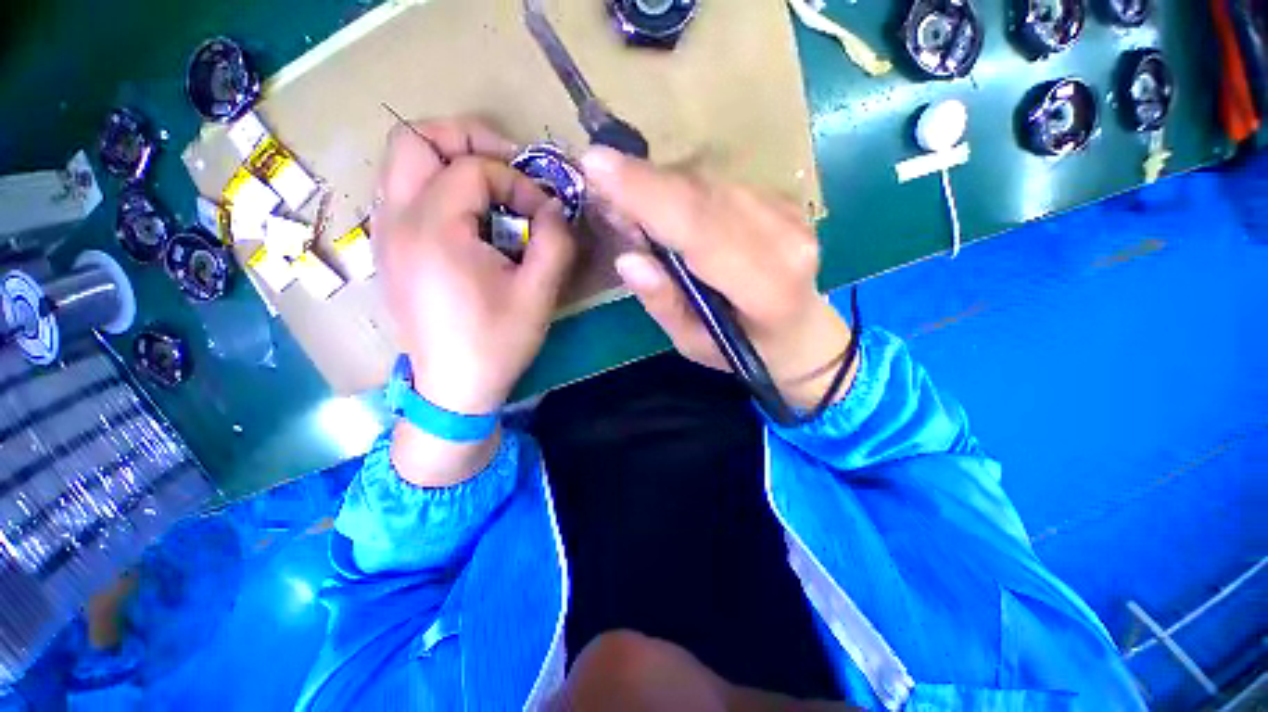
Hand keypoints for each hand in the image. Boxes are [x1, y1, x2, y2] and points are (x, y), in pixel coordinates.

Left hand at [376, 118, 575, 484]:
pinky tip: (468, 220)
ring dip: (449, 161)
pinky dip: (437, 187)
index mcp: (434, 230)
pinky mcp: (388, 250)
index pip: (473, 168)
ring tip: (491, 190)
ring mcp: (385, 234)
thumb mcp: (539, 294)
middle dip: (467, 140)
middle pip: (414, 139)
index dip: (517, 182)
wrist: (454, 388)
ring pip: (402, 162)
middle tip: (508, 167)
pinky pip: (403, 192)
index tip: (544, 215)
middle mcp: (396, 220)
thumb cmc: (497, 343)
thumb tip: (554, 208)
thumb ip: (555, 241)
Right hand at [581, 147, 854, 410]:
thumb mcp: (694, 344)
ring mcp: (789, 212)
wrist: (800, 332)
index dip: (647, 194)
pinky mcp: (783, 200)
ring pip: (708, 183)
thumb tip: (629, 259)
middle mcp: (784, 238)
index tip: (596, 165)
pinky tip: (663, 204)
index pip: (701, 226)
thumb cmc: (743, 349)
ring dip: (660, 185)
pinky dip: (682, 189)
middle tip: (599, 177)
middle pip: (702, 195)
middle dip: (643, 182)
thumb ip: (665, 303)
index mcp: (766, 285)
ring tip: (627, 198)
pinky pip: (719, 184)